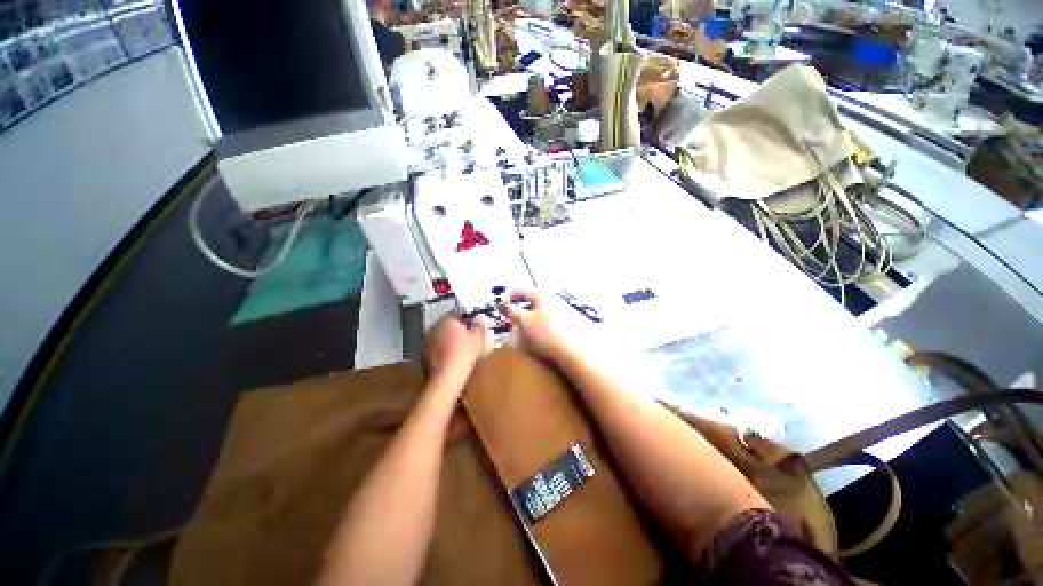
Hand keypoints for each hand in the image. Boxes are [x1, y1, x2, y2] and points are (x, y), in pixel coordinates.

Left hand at [424, 313, 488, 379]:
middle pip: (449, 322)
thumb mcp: (479, 338)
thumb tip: (481, 322)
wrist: (447, 376)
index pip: (458, 311)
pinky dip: (443, 347)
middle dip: (458, 326)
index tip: (475, 322)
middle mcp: (435, 326)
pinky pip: (436, 345)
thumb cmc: (465, 353)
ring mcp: (427, 339)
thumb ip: (480, 327)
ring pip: (441, 333)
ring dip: (450, 336)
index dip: (468, 316)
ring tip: (460, 344)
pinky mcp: (424, 352)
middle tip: (469, 333)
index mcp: (448, 319)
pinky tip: (451, 354)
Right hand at [498, 289, 572, 360]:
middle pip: (532, 301)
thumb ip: (512, 312)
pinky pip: (550, 320)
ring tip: (525, 331)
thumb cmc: (546, 333)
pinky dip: (542, 325)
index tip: (501, 309)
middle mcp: (554, 298)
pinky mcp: (570, 322)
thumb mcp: (524, 322)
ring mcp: (564, 310)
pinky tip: (541, 336)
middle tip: (513, 322)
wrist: (575, 351)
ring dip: (531, 318)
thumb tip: (501, 304)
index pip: (521, 290)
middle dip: (521, 309)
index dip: (509, 298)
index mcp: (542, 295)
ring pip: (542, 311)